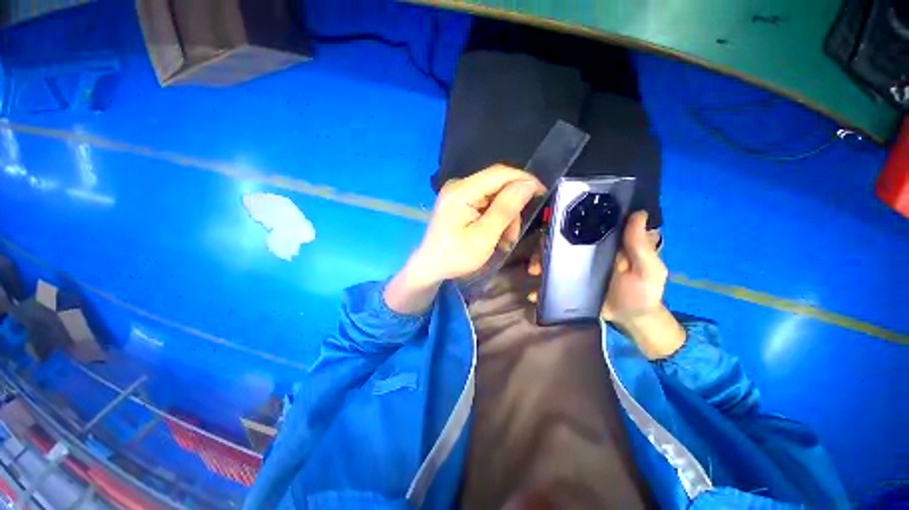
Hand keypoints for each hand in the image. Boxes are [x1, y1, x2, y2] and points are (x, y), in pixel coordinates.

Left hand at [385, 165, 544, 313]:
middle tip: (513, 235)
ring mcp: (458, 194)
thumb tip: (528, 184)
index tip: (543, 193)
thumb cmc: (455, 256)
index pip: (500, 173)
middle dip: (511, 209)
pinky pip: (485, 204)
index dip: (524, 179)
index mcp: (461, 191)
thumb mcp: (484, 236)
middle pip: (497, 186)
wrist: (430, 267)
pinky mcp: (459, 202)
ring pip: (494, 196)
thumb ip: (506, 209)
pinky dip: (494, 219)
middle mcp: (459, 186)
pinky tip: (495, 236)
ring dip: (504, 217)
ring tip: (504, 241)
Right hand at [529, 211, 684, 358]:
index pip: (578, 225)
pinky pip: (550, 281)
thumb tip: (638, 213)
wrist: (633, 319)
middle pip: (557, 242)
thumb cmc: (644, 291)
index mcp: (601, 241)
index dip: (561, 223)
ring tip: (534, 273)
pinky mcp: (568, 284)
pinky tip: (534, 294)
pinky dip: (539, 287)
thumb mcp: (648, 268)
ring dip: (537, 262)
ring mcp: (573, 268)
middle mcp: (582, 251)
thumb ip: (641, 246)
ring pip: (549, 258)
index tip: (550, 226)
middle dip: (542, 246)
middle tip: (538, 256)